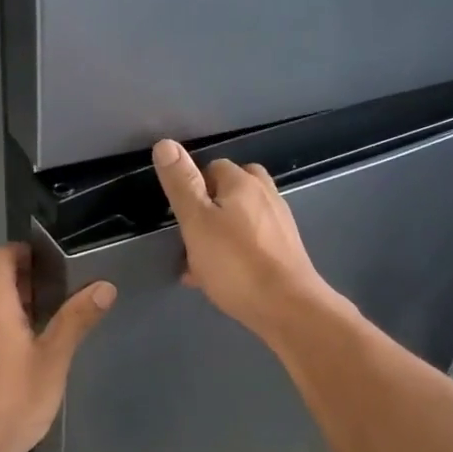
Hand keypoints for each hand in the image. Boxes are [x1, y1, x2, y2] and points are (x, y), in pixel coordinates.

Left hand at [0, 244, 115, 451]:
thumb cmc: (13, 399)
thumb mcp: (53, 358)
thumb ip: (76, 320)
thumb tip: (104, 286)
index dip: (22, 251)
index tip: (54, 260)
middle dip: (24, 273)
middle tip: (60, 284)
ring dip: (18, 297)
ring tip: (55, 309)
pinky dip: (10, 319)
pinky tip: (36, 341)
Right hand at [151, 140, 342, 342]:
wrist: (287, 308)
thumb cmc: (236, 263)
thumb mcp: (197, 222)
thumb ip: (181, 184)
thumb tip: (165, 143)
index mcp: (243, 183)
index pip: (213, 167)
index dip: (193, 188)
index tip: (180, 215)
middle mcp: (266, 196)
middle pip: (231, 192)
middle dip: (209, 209)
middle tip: (190, 237)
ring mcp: (280, 225)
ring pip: (241, 220)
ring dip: (220, 234)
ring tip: (200, 263)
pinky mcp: (285, 252)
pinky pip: (252, 244)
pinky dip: (235, 253)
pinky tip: (222, 279)